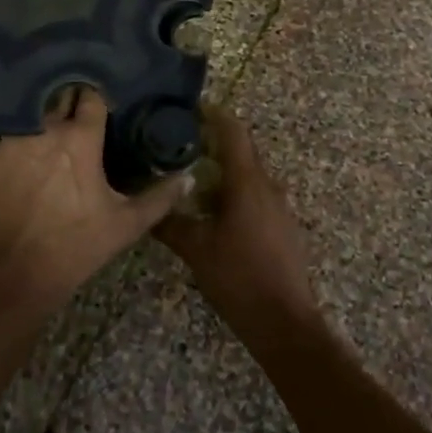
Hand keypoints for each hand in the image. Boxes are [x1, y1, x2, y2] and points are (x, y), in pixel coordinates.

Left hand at [0, 87, 190, 316]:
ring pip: (23, 104)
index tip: (101, 99)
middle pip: (58, 94)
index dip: (96, 96)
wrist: (15, 274)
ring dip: (33, 105)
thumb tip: (189, 176)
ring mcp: (11, 138)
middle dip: (66, 95)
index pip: (92, 97)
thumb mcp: (126, 224)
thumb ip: (160, 197)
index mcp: (82, 137)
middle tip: (73, 102)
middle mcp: (46, 127)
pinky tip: (0, 130)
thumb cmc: (76, 245)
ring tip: (38, 106)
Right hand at [156, 107, 322, 338]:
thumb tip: (146, 204)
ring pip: (248, 175)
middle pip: (242, 150)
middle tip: (180, 143)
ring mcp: (279, 206)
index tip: (189, 109)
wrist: (285, 324)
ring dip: (223, 171)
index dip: (213, 114)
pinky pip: (256, 195)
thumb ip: (169, 223)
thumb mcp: (196, 250)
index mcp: (247, 182)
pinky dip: (234, 192)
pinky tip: (213, 211)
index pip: (233, 131)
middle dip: (213, 142)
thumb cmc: (239, 278)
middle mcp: (267, 185)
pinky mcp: (282, 226)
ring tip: (191, 178)